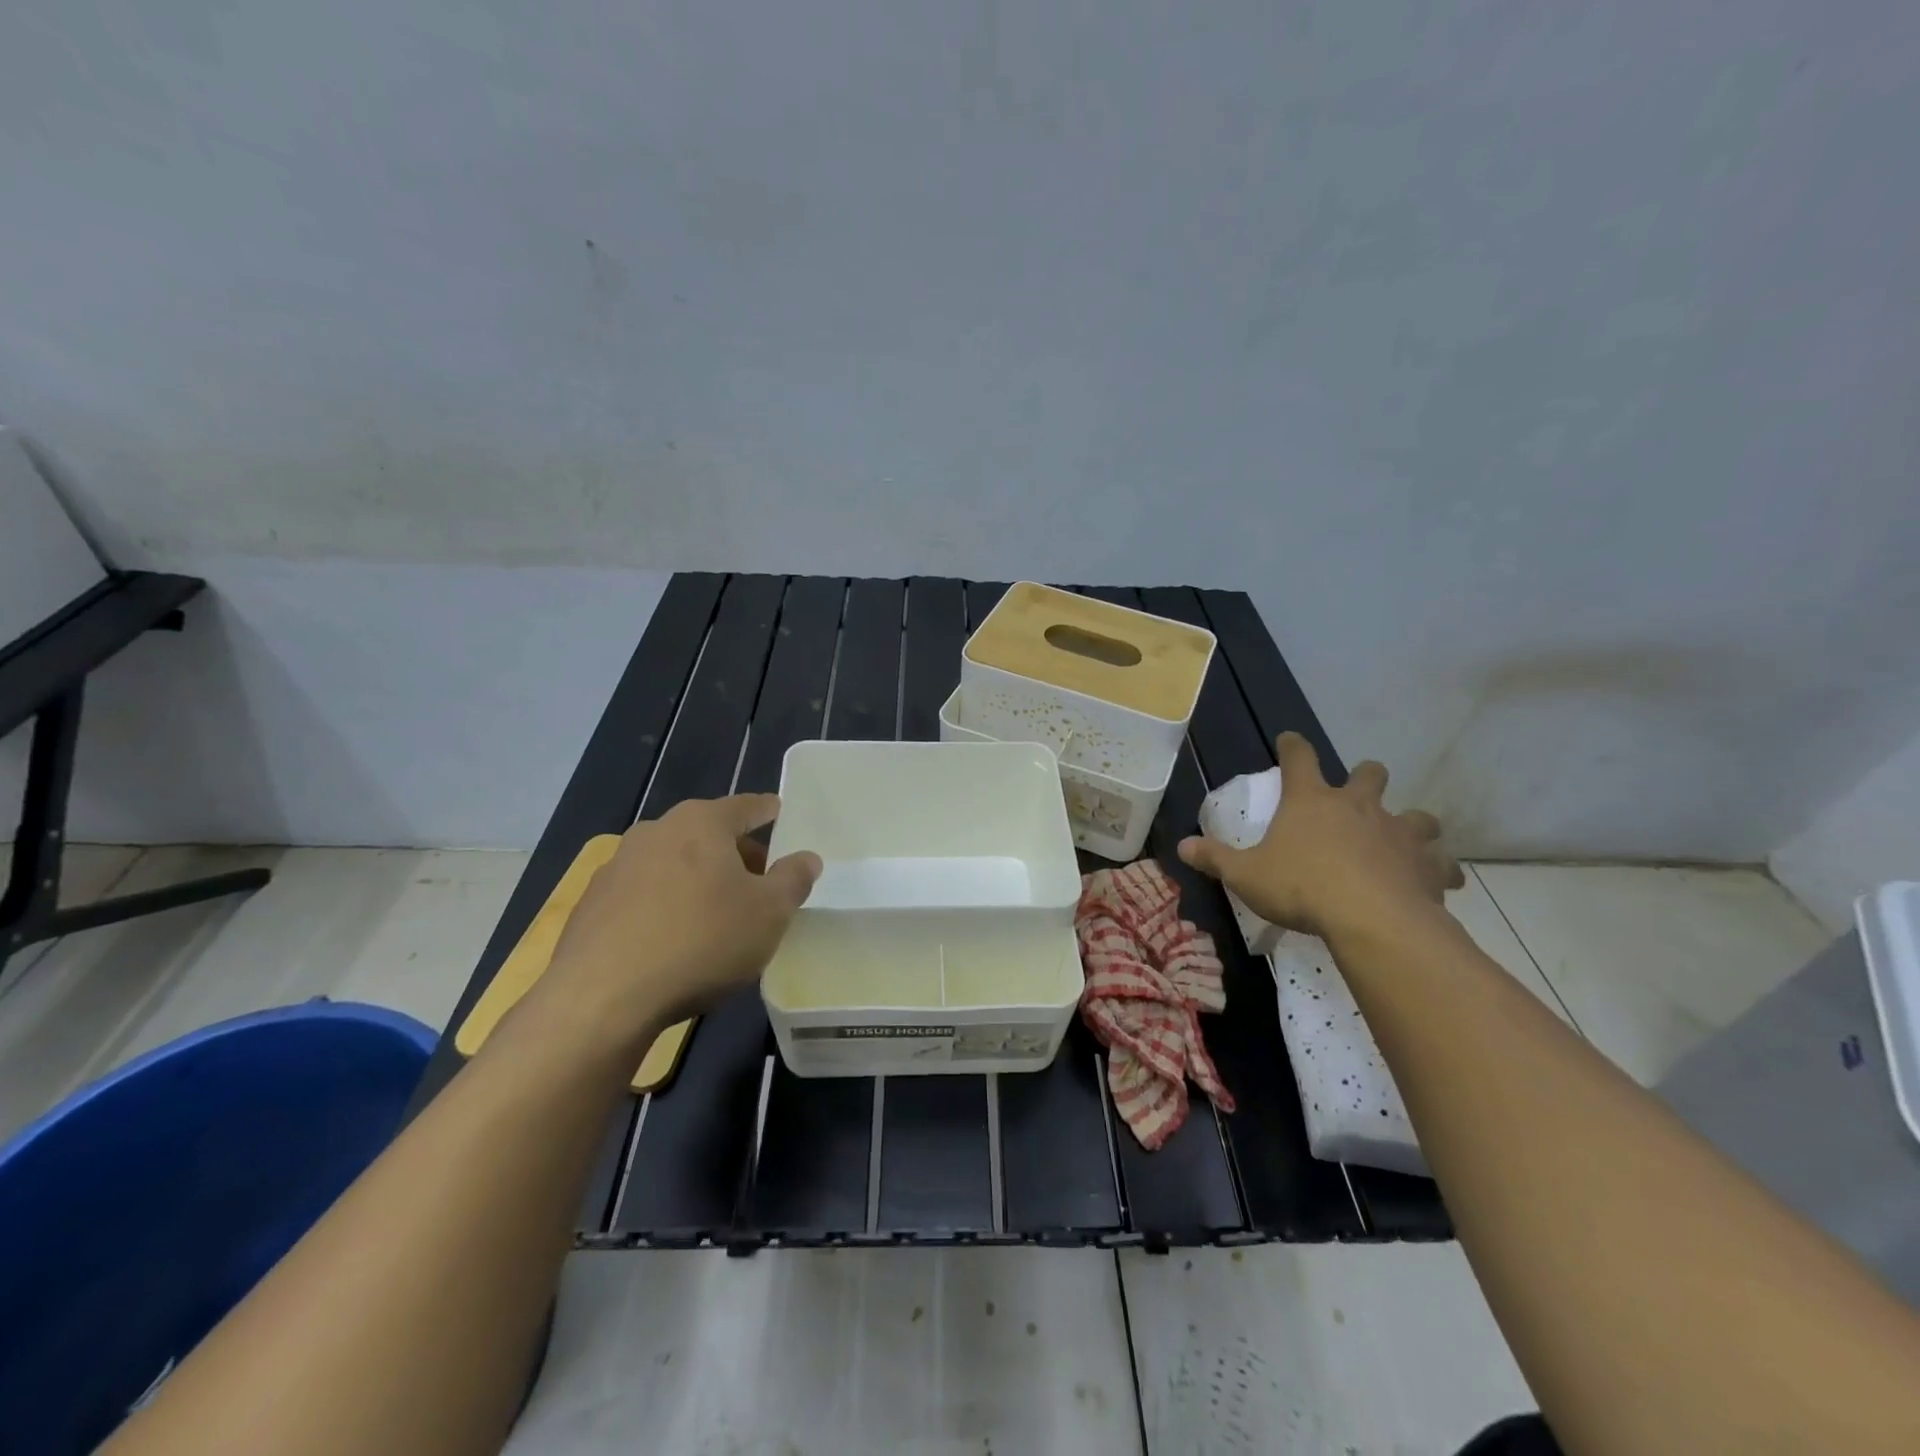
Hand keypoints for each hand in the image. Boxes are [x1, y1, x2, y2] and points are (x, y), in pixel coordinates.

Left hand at [527, 795, 820, 1052]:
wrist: (602, 999)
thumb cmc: (701, 942)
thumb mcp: (769, 914)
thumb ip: (793, 879)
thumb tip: (806, 857)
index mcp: (701, 823)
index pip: (747, 806)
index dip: (770, 811)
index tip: (783, 816)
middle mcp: (656, 831)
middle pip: (709, 834)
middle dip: (738, 854)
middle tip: (761, 884)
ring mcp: (618, 867)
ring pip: (675, 864)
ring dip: (700, 881)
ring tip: (720, 917)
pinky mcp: (593, 904)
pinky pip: (645, 894)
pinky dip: (666, 905)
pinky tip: (676, 942)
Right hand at [1178, 733, 1463, 947]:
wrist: (1371, 920)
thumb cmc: (1301, 887)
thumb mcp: (1246, 876)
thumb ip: (1215, 859)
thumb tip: (1182, 846)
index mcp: (1312, 801)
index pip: (1299, 757)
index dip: (1292, 745)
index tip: (1289, 739)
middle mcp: (1359, 807)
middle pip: (1370, 774)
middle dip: (1366, 777)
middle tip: (1358, 792)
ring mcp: (1399, 833)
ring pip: (1417, 815)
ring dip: (1411, 823)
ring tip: (1403, 838)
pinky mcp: (1427, 865)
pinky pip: (1441, 863)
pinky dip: (1437, 869)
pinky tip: (1435, 881)